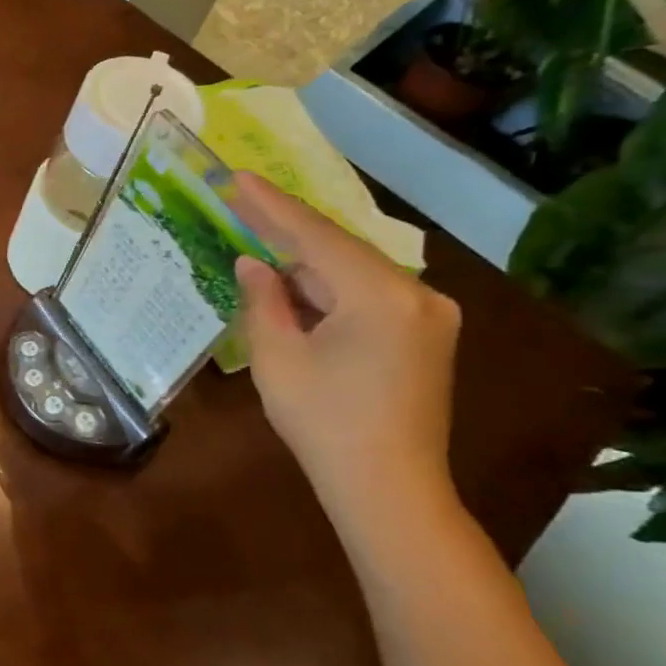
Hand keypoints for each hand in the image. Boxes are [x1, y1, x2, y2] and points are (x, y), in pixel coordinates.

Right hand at [231, 175, 461, 522]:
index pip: (316, 237)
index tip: (237, 177)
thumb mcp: (279, 358)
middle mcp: (417, 295)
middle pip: (339, 251)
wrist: (389, 489)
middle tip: (242, 202)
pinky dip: (329, 287)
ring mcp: (428, 316)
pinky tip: (296, 282)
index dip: (272, 206)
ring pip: (354, 273)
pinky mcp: (425, 336)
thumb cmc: (325, 424)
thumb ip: (264, 301)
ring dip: (306, 261)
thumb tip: (253, 263)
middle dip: (288, 230)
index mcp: (381, 296)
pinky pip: (369, 295)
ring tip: (259, 238)